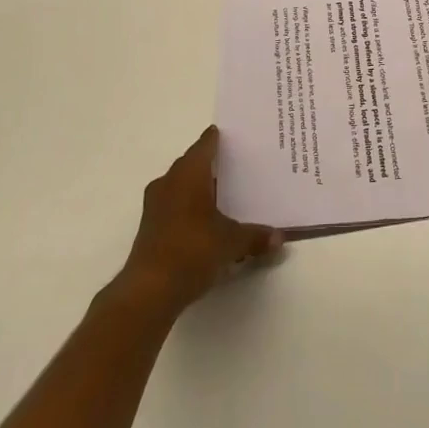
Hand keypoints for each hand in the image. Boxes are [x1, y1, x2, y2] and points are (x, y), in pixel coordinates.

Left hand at [118, 126, 282, 314]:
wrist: (149, 291)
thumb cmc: (192, 250)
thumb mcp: (231, 242)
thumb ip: (256, 236)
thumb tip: (280, 237)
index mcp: (189, 173)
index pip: (205, 145)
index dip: (218, 139)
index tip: (232, 136)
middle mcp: (169, 182)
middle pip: (192, 164)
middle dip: (211, 165)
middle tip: (236, 167)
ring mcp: (155, 205)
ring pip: (180, 186)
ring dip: (198, 189)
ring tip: (224, 196)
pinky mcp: (150, 228)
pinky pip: (174, 207)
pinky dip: (189, 209)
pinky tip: (206, 223)